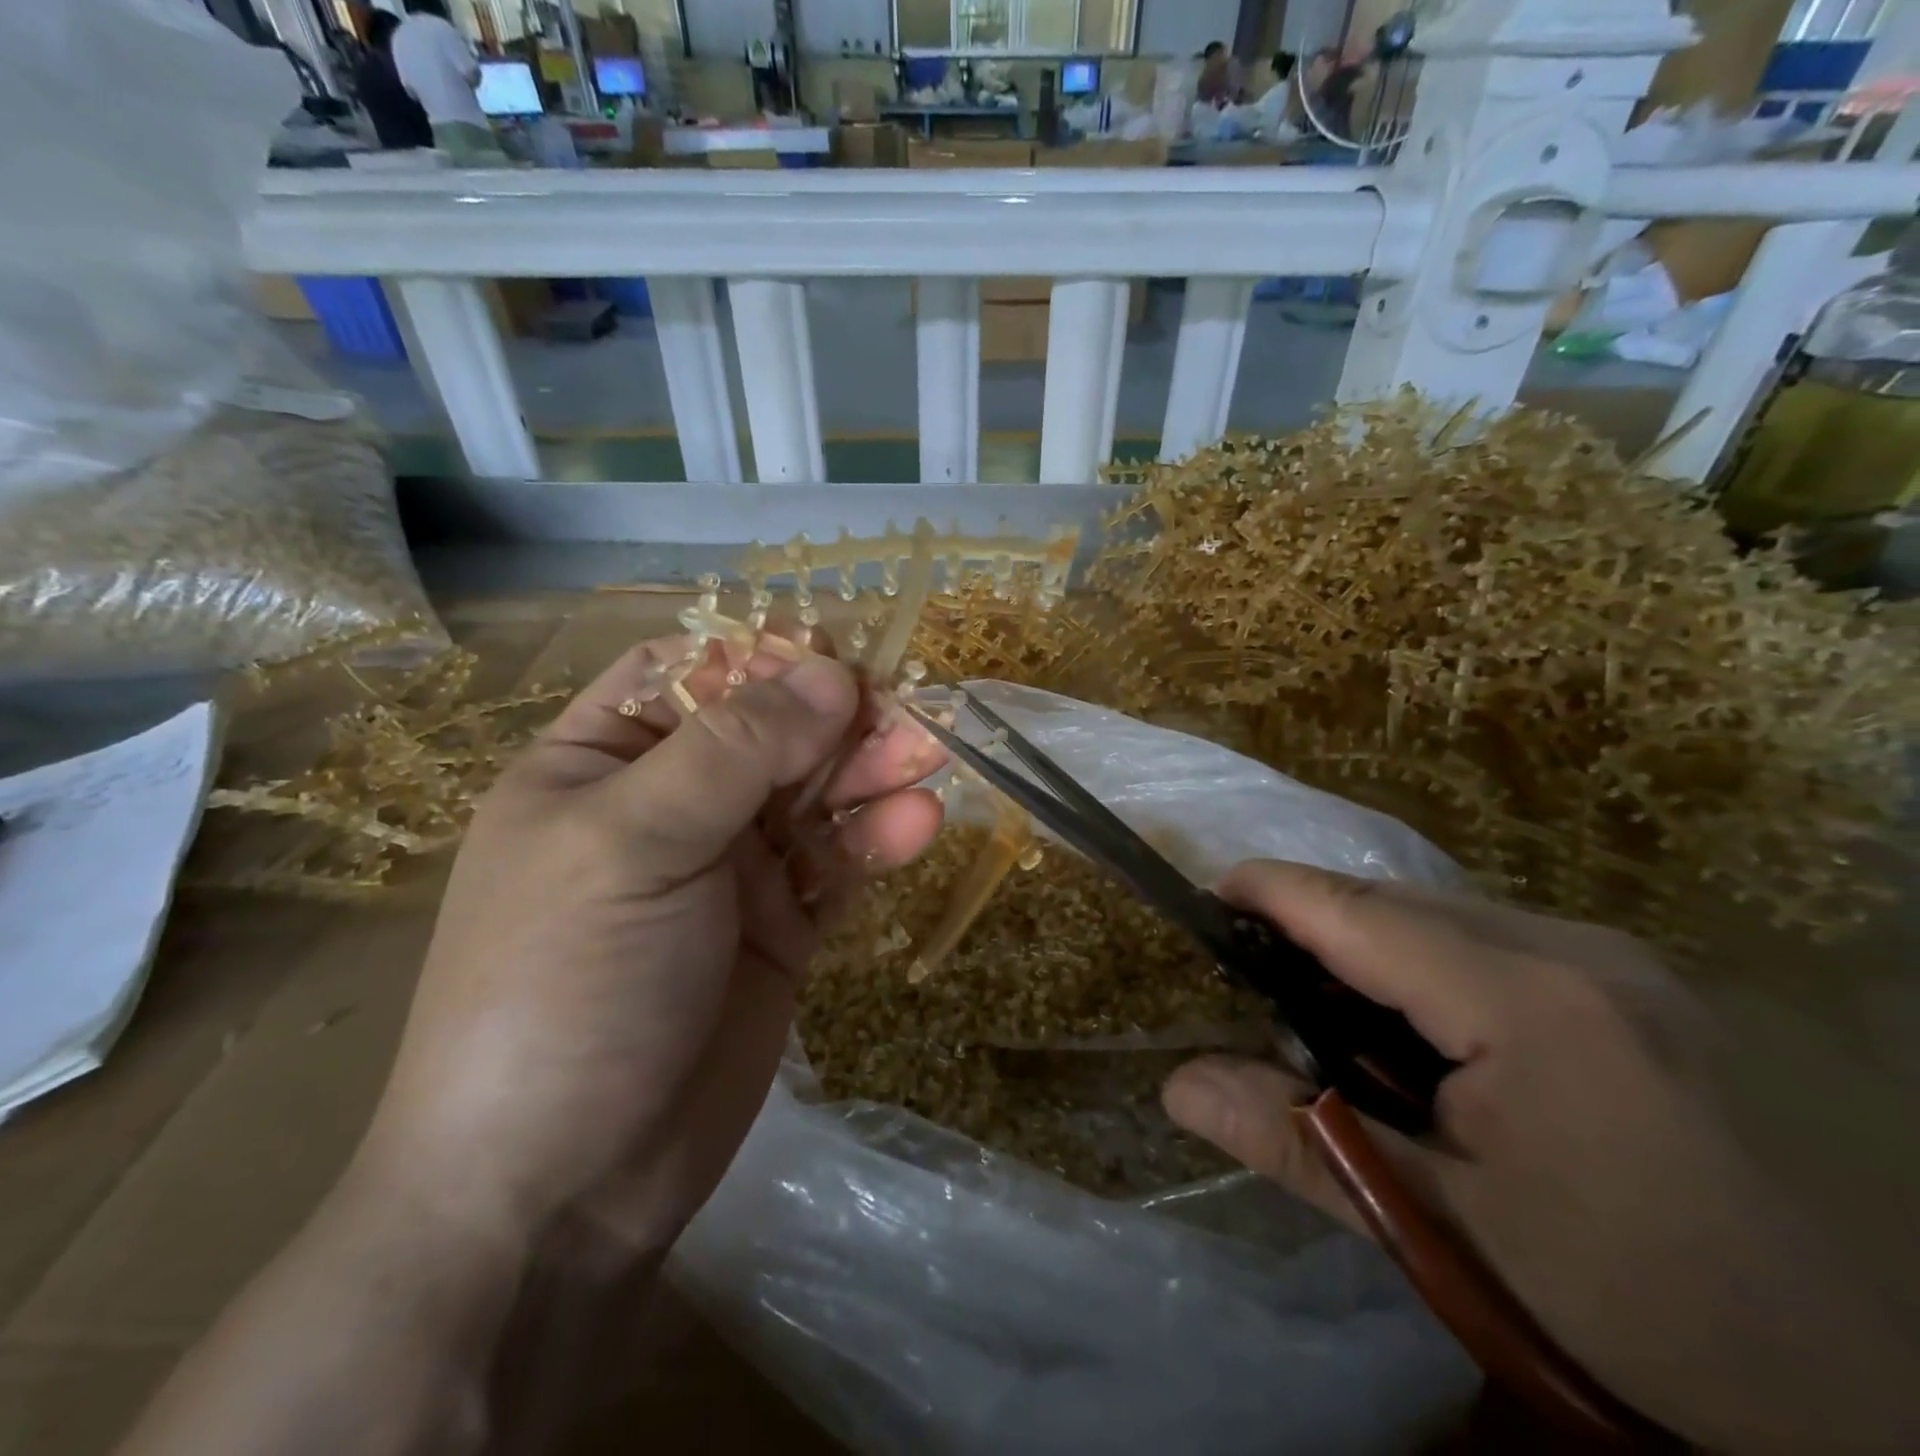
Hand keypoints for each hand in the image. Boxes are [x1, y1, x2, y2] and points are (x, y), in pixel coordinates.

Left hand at [353, 633, 945, 1259]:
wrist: (562, 1190)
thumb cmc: (566, 987)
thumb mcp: (634, 844)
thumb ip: (736, 751)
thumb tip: (830, 674)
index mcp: (601, 763)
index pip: (690, 673)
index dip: (763, 657)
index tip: (837, 659)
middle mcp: (669, 804)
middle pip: (770, 731)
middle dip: (839, 718)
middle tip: (910, 716)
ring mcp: (730, 868)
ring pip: (816, 795)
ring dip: (872, 772)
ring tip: (930, 758)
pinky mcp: (781, 927)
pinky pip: (838, 865)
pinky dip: (878, 841)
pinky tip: (919, 825)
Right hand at [1163, 862, 1919, 1455]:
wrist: (1859, 1393)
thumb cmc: (1630, 1306)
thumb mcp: (1444, 1232)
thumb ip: (1300, 1143)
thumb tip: (1176, 1085)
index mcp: (1528, 1002)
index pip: (1360, 912)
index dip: (1272, 890)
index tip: (1205, 893)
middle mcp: (1578, 952)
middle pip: (1399, 903)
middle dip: (1315, 921)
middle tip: (1252, 969)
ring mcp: (1620, 963)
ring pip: (1446, 916)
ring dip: (1370, 944)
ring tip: (1324, 1004)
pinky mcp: (1641, 986)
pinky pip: (1494, 941)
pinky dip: (1427, 963)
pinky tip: (1420, 1030)